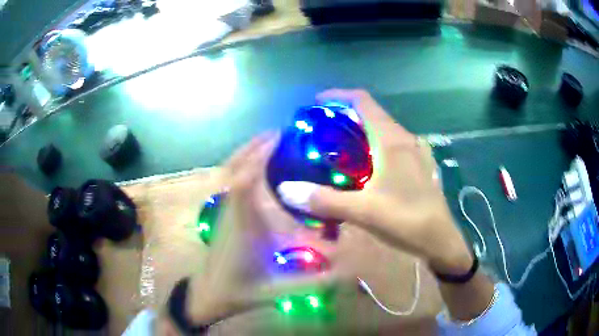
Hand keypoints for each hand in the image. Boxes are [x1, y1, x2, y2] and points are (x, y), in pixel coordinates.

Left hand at [180, 133, 336, 326]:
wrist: (209, 294)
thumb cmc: (240, 290)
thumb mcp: (278, 289)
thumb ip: (313, 283)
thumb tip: (348, 274)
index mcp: (243, 225)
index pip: (244, 182)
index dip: (259, 157)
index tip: (279, 139)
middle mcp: (230, 210)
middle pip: (234, 168)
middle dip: (254, 147)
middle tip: (278, 134)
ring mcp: (222, 210)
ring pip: (227, 172)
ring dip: (245, 153)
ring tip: (267, 142)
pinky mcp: (220, 213)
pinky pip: (227, 180)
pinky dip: (239, 165)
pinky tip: (253, 166)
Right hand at [277, 89, 472, 274]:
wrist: (440, 239)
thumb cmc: (406, 220)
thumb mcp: (363, 211)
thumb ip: (324, 200)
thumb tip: (286, 190)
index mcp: (392, 140)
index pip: (363, 101)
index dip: (338, 96)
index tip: (317, 103)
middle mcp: (405, 138)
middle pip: (372, 113)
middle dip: (345, 115)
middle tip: (321, 129)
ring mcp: (415, 151)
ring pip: (383, 129)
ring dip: (360, 130)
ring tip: (338, 146)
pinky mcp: (419, 164)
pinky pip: (392, 144)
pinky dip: (374, 145)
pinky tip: (365, 166)